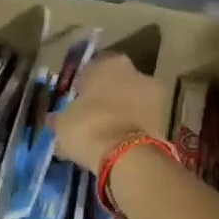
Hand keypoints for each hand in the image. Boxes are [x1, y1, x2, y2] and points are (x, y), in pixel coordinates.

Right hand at [51, 54, 166, 171]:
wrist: (126, 155)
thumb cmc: (88, 126)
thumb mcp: (62, 123)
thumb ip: (59, 118)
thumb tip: (52, 120)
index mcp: (108, 63)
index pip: (91, 69)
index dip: (82, 87)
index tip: (76, 103)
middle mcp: (135, 71)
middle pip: (116, 84)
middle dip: (105, 99)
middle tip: (91, 118)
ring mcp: (154, 95)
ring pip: (131, 102)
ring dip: (120, 114)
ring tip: (105, 135)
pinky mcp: (165, 119)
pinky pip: (141, 121)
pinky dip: (132, 129)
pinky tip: (118, 145)